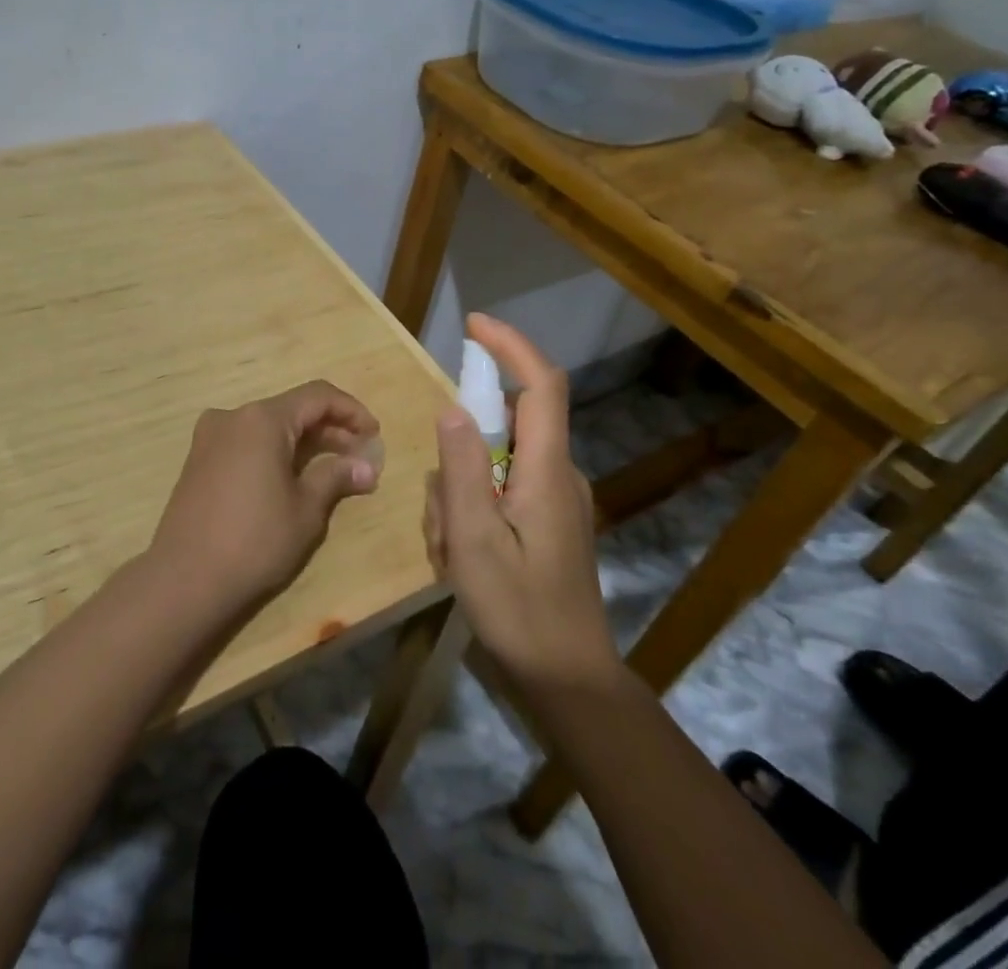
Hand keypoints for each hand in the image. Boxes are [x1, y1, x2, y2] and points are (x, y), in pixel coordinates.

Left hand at [149, 381, 382, 616]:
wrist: (184, 579)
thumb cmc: (254, 541)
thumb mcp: (306, 510)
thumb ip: (336, 477)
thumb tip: (366, 466)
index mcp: (262, 419)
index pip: (317, 396)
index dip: (351, 411)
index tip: (374, 434)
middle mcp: (233, 416)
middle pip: (292, 409)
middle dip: (329, 429)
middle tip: (360, 456)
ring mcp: (210, 436)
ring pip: (269, 426)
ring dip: (303, 441)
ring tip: (331, 469)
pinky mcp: (199, 459)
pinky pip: (247, 442)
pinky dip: (275, 451)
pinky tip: (291, 478)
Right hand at [425, 315, 619, 693]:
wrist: (568, 681)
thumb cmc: (520, 612)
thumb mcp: (475, 541)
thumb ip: (462, 470)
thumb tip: (453, 408)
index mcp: (548, 471)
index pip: (541, 385)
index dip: (510, 346)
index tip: (473, 325)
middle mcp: (558, 474)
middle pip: (504, 430)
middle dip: (459, 459)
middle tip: (440, 520)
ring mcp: (554, 500)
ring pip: (492, 466)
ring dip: (458, 497)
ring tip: (449, 553)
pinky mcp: (546, 521)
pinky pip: (498, 493)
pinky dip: (470, 513)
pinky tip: (459, 559)